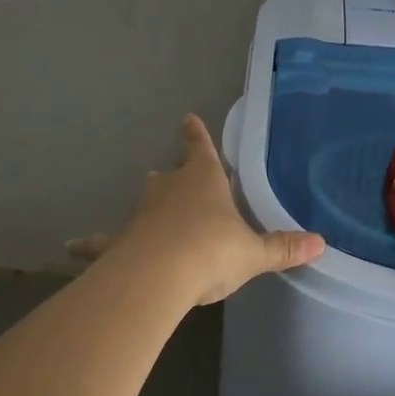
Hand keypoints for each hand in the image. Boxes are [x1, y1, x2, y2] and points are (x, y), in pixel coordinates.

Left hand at [70, 115, 324, 305]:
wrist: (157, 277)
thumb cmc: (210, 251)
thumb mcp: (253, 252)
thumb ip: (283, 248)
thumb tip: (322, 243)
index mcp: (204, 181)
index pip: (200, 148)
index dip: (196, 135)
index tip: (187, 118)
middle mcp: (170, 190)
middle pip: (170, 176)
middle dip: (175, 175)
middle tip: (174, 176)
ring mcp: (141, 215)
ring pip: (144, 203)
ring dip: (148, 206)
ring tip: (146, 210)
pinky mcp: (119, 242)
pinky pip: (103, 241)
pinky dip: (90, 243)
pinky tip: (72, 248)